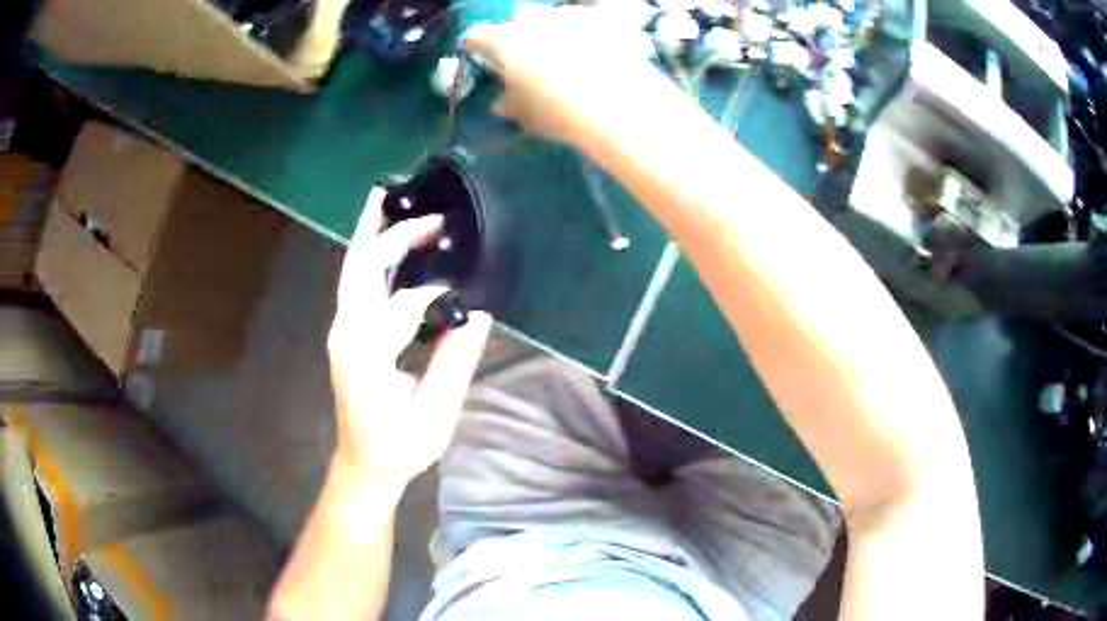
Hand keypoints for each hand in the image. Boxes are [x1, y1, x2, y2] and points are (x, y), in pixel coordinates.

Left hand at [327, 187, 492, 485]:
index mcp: (366, 355)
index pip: (400, 304)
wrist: (364, 465)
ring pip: (352, 271)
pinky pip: (356, 284)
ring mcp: (342, 331)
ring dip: (371, 235)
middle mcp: (346, 333)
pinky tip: (383, 241)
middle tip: (430, 216)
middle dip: (391, 236)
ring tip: (386, 199)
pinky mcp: (347, 334)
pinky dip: (369, 256)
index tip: (465, 292)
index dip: (435, 292)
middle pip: (360, 269)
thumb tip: (477, 313)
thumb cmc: (399, 447)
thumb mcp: (434, 415)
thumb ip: (454, 362)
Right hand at [464, 4, 660, 144]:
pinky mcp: (604, 19)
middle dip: (520, 35)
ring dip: (555, 31)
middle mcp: (533, 19)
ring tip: (570, 55)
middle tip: (530, 58)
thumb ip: (509, 104)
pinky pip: (589, 21)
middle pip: (518, 20)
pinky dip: (589, 33)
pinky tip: (599, 52)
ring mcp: (570, 15)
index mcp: (504, 41)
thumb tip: (502, 103)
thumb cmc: (558, 112)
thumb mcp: (525, 116)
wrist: (618, 105)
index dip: (477, 46)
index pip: (477, 36)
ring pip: (554, 17)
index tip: (480, 54)